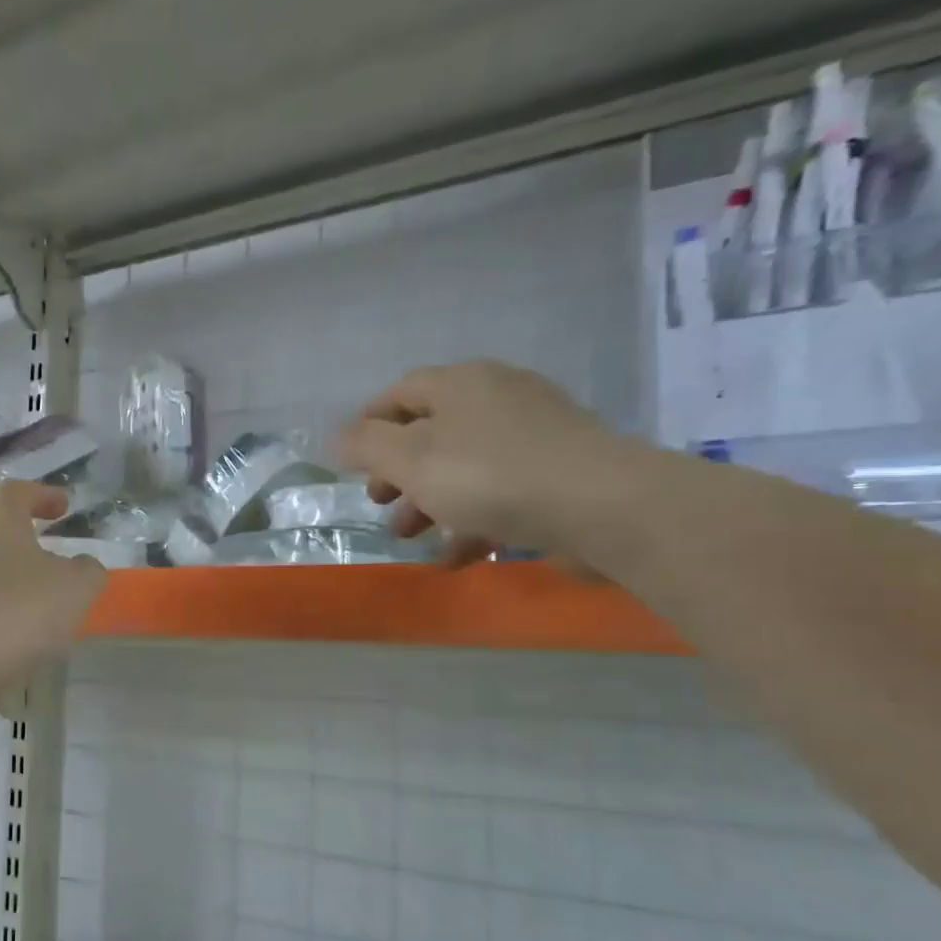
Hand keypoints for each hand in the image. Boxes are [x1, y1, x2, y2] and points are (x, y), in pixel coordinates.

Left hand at [0, 481, 106, 724]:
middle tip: (51, 567)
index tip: (63, 507)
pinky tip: (7, 642)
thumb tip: (83, 567)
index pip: (17, 492)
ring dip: (4, 586)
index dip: (42, 495)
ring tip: (33, 612)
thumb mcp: (74, 589)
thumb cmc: (15, 610)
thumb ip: (87, 572)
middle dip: (23, 547)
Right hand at [337, 361, 641, 565]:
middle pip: (431, 431)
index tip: (351, 462)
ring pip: (464, 466)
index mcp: (461, 384)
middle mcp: (498, 398)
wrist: (603, 506)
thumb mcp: (411, 460)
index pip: (400, 393)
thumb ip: (366, 447)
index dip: (368, 424)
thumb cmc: (490, 476)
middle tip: (381, 502)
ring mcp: (535, 435)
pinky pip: (501, 492)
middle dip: (398, 472)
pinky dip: (474, 520)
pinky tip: (459, 555)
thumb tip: (338, 438)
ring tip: (413, 537)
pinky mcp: (560, 473)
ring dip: (430, 502)